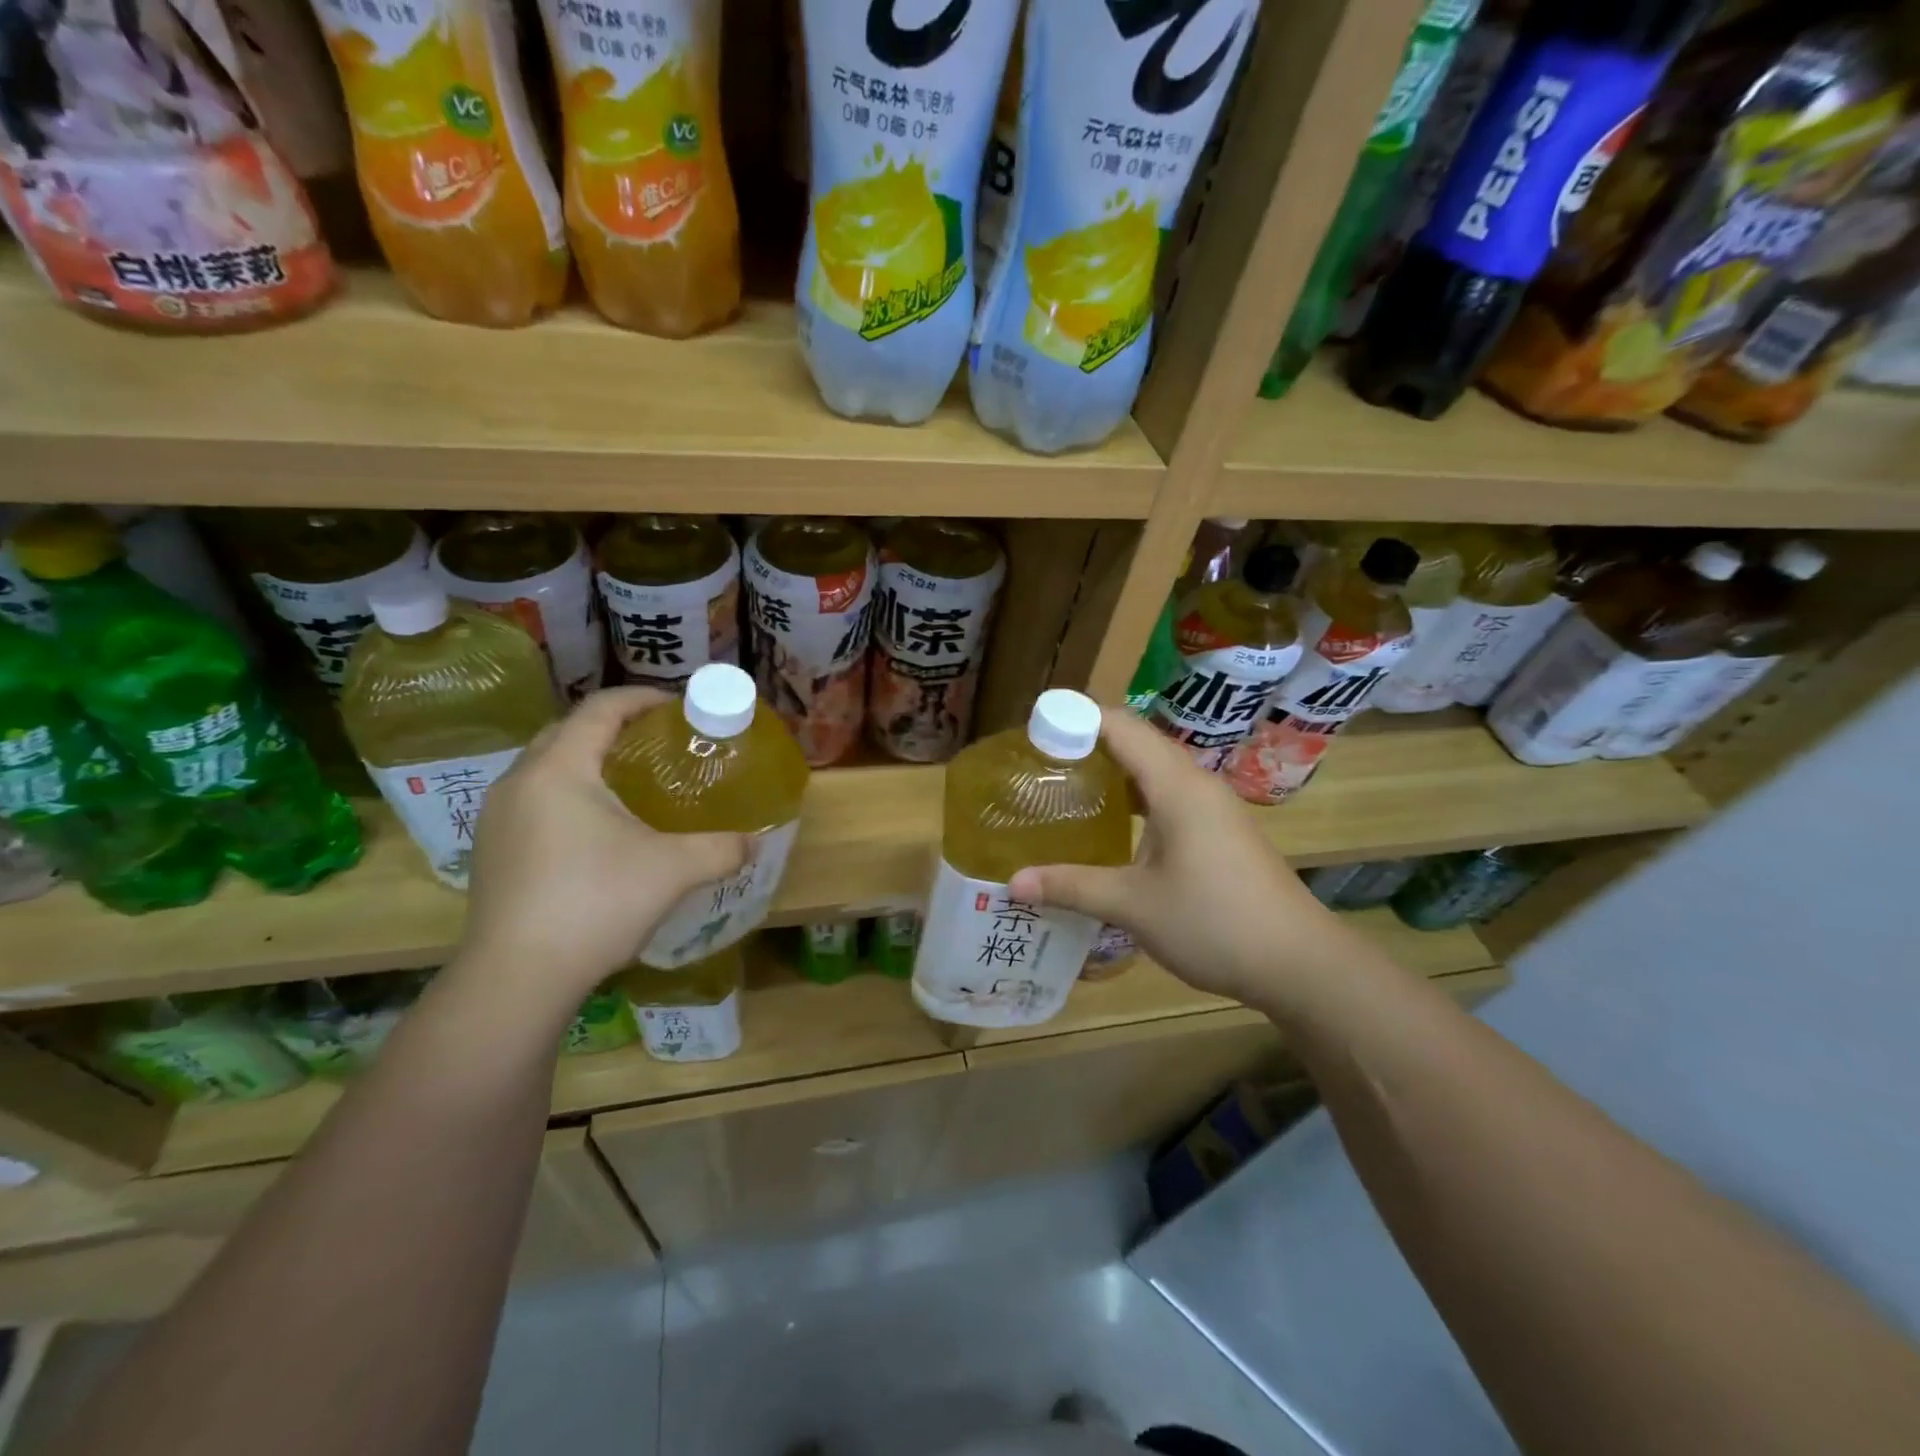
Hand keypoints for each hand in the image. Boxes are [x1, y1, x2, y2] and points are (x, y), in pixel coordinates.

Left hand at [455, 687, 747, 1013]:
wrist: (517, 978)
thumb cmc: (595, 904)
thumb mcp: (673, 871)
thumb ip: (721, 849)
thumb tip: (754, 843)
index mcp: (559, 769)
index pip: (600, 709)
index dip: (642, 699)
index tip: (679, 707)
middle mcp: (520, 781)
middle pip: (568, 731)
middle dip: (614, 727)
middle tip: (658, 742)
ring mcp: (498, 817)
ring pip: (546, 767)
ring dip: (587, 761)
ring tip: (631, 781)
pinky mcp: (492, 850)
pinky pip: (535, 799)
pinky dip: (568, 793)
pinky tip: (597, 828)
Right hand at [1008, 709, 1355, 1007]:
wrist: (1299, 963)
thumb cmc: (1214, 922)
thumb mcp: (1133, 905)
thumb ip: (1071, 887)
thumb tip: (1013, 884)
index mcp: (1176, 785)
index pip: (1120, 726)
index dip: (1076, 718)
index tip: (1033, 729)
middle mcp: (1196, 784)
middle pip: (1137, 742)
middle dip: (1088, 743)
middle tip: (1040, 762)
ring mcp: (1213, 808)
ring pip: (1155, 770)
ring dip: (1113, 772)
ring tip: (1067, 788)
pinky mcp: (1220, 831)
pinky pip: (1169, 796)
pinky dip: (1135, 798)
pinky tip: (1112, 826)